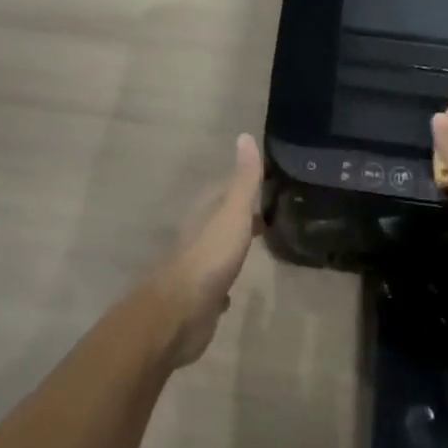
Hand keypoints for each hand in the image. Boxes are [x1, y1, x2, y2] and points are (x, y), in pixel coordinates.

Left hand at [143, 133, 264, 366]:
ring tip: (255, 246)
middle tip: (266, 217)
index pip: (225, 190)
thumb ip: (243, 179)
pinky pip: (215, 284)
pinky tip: (232, 292)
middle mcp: (197, 235)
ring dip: (233, 246)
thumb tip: (245, 136)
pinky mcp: (199, 297)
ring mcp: (196, 267)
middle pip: (221, 219)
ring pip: (218, 250)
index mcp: (205, 212)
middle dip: (240, 216)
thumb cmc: (210, 256)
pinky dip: (225, 282)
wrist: (180, 311)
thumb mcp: (233, 212)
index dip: (244, 187)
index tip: (266, 186)